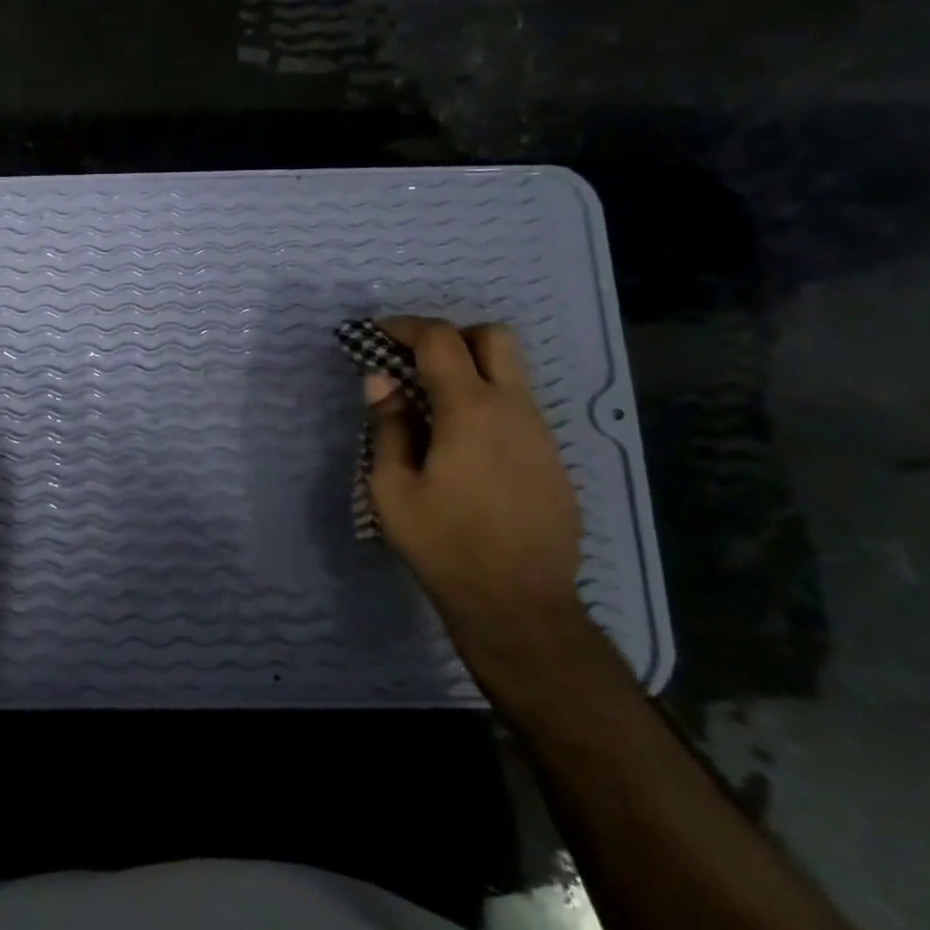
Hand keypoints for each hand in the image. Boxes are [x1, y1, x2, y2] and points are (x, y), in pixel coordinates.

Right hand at [363, 317, 585, 656]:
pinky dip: (487, 406)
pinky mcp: (553, 460)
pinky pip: (518, 410)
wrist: (518, 603)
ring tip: (431, 411)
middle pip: (493, 337)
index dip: (404, 326)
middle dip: (451, 336)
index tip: (376, 334)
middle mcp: (513, 409)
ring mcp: (541, 434)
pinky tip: (463, 450)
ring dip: (470, 372)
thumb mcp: (392, 488)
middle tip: (415, 363)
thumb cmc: (444, 544)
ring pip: (510, 374)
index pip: (440, 340)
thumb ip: (387, 426)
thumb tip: (380, 380)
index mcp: (470, 410)